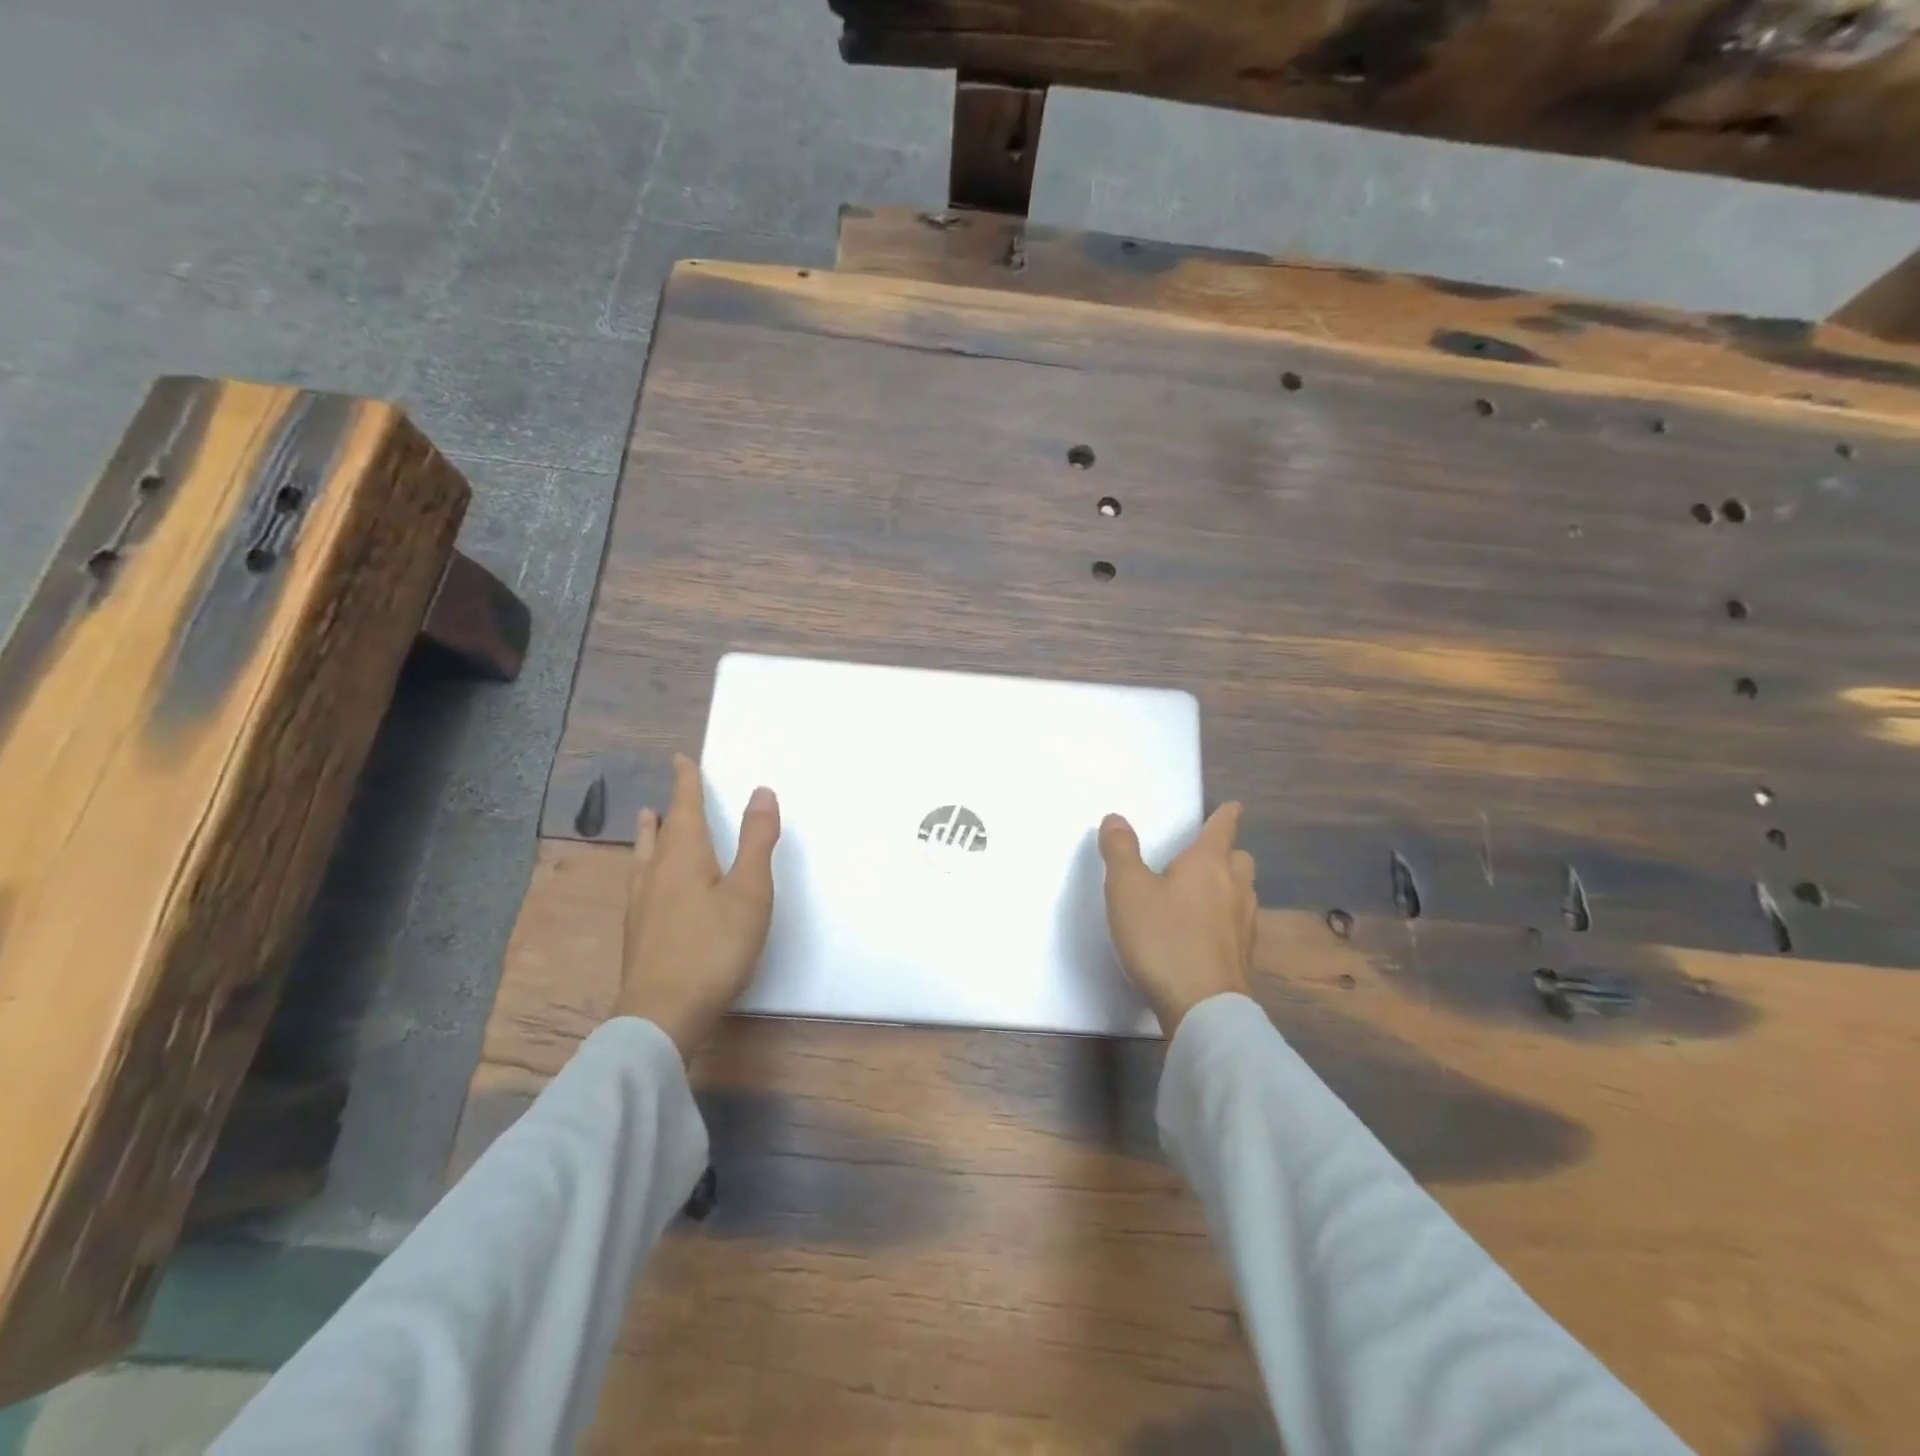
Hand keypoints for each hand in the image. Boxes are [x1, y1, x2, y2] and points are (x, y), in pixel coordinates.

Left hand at [614, 753, 780, 1059]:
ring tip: (646, 824)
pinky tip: (647, 886)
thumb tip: (760, 791)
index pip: (685, 808)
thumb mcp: (749, 891)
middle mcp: (656, 873)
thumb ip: (756, 841)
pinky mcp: (638, 933)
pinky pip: (641, 883)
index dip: (685, 782)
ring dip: (649, 836)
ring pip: (644, 858)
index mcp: (684, 856)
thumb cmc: (713, 947)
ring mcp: (642, 905)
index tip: (679, 759)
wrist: (662, 1013)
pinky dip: (646, 867)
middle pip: (660, 832)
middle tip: (665, 795)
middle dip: (668, 809)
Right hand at [1098, 803, 1256, 1036]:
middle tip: (1207, 855)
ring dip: (1228, 886)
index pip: (1222, 828)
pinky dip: (1224, 918)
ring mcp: (1244, 925)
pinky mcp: (1244, 957)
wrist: (1203, 1008)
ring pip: (1242, 892)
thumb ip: (1120, 851)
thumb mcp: (1127, 889)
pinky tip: (1205, 932)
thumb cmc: (1163, 938)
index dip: (1226, 815)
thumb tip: (1115, 818)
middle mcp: (1234, 888)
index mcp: (1208, 864)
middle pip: (1240, 860)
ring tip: (1202, 893)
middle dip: (1227, 852)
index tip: (1234, 806)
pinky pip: (1237, 924)